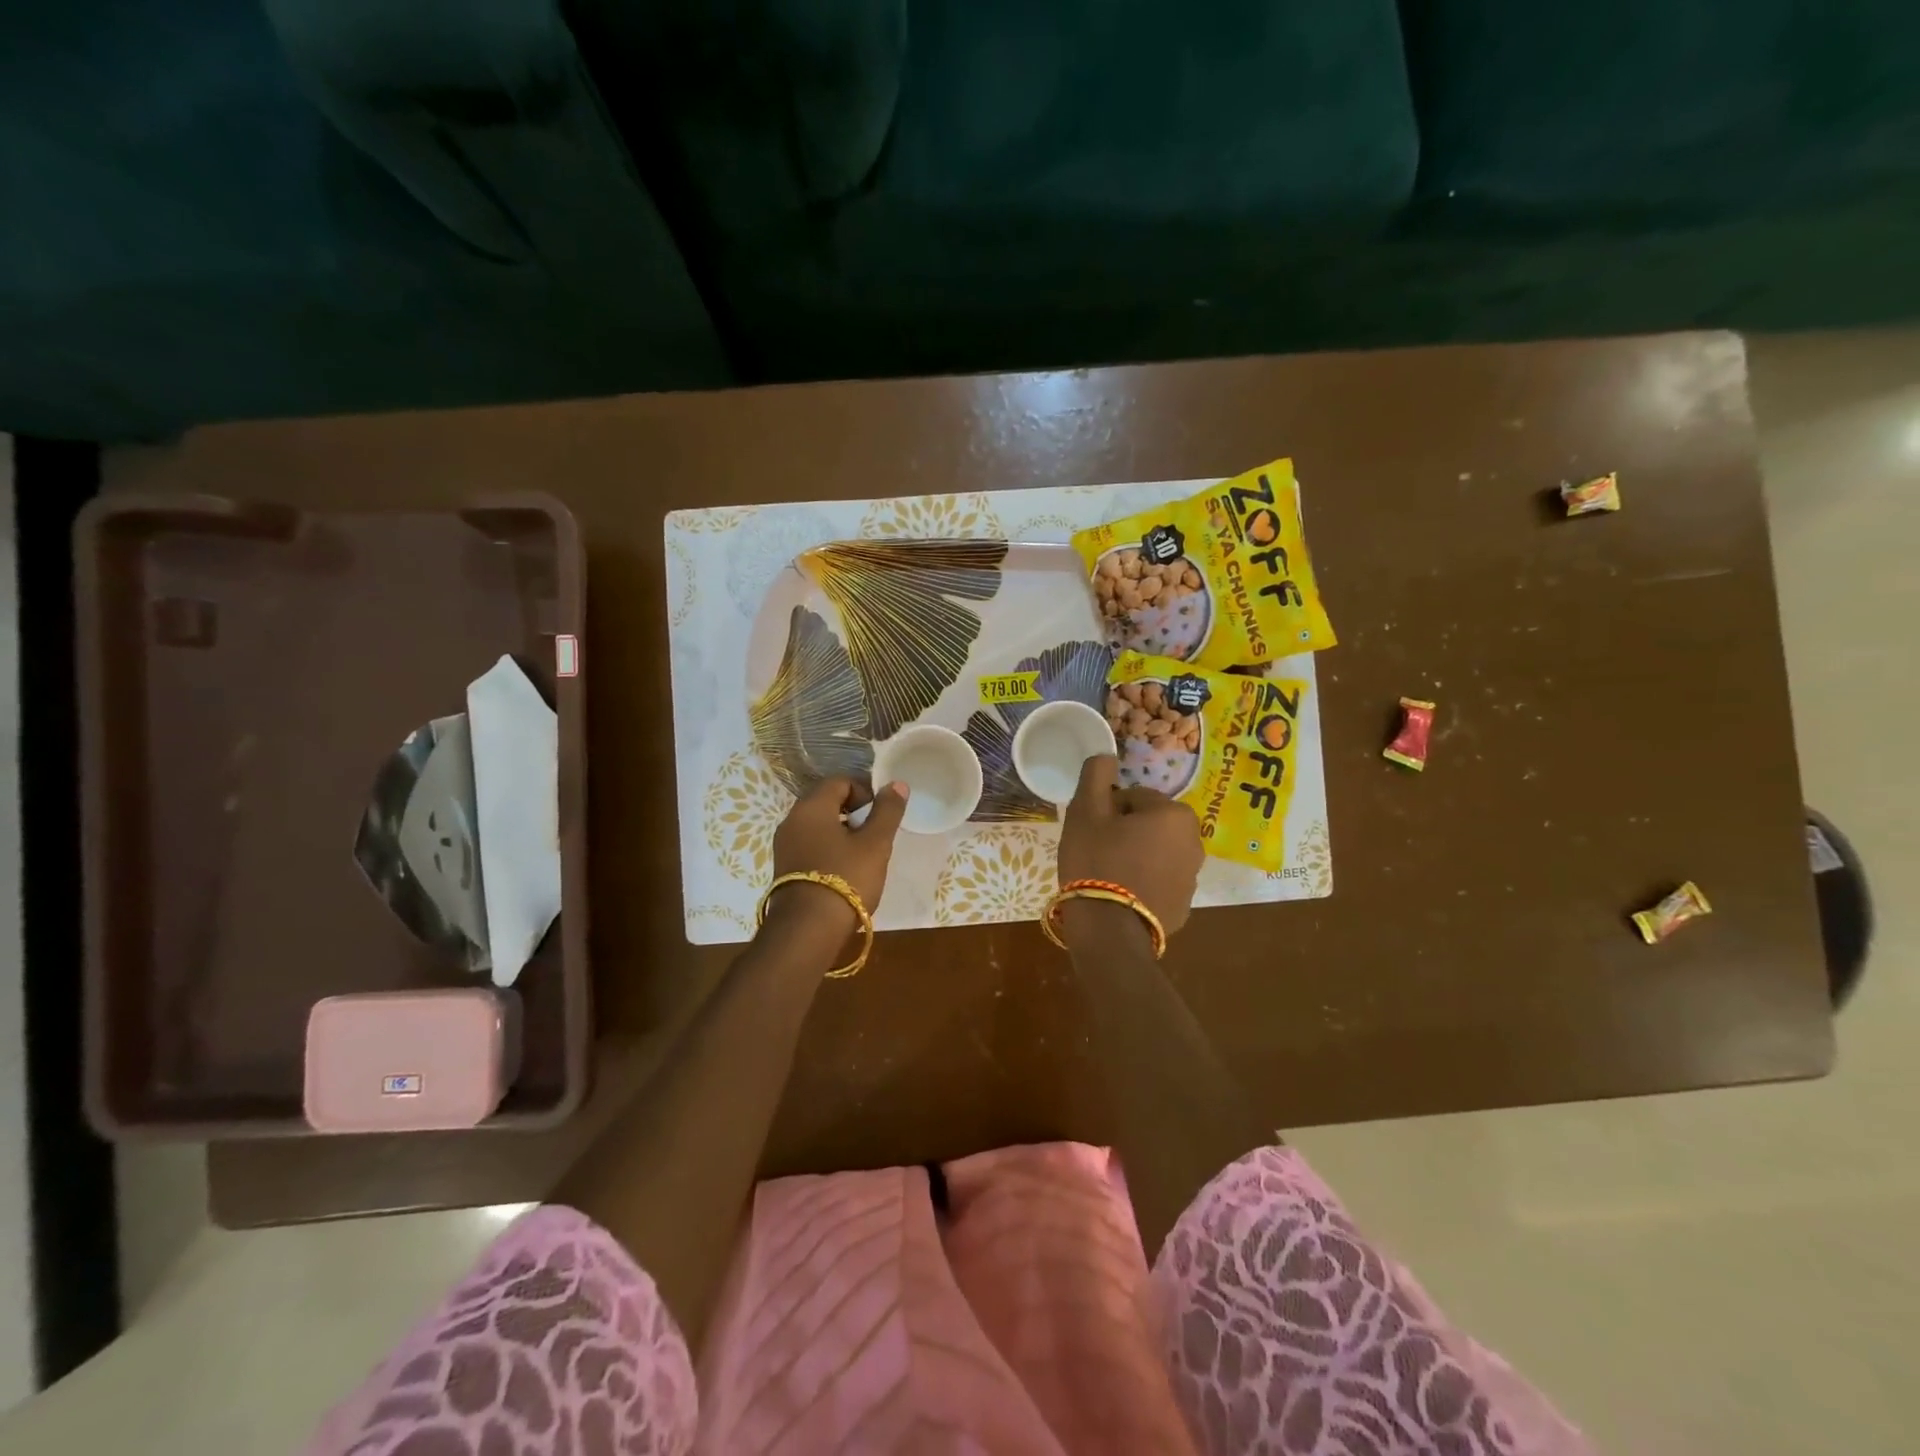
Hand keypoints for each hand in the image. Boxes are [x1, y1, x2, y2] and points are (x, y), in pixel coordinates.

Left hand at [768, 777, 908, 941]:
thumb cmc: (846, 879)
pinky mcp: (784, 868)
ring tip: (863, 857)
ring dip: (842, 833)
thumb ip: (887, 811)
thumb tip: (896, 784)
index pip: (840, 781)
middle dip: (854, 813)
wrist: (807, 932)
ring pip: (818, 825)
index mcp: (812, 807)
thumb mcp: (875, 844)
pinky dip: (828, 850)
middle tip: (875, 836)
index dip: (865, 792)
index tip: (881, 815)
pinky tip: (844, 872)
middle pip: (827, 802)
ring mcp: (784, 845)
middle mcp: (792, 820)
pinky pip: (810, 845)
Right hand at [1057, 755, 1202, 939]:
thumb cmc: (1097, 861)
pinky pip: (1161, 881)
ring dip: (1137, 855)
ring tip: (1108, 874)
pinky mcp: (1184, 906)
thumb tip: (1107, 754)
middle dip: (1127, 831)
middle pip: (1150, 823)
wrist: (1109, 930)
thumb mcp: (1086, 811)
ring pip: (1157, 852)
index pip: (1135, 797)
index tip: (1094, 829)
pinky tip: (1121, 894)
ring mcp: (1192, 877)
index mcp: (1174, 814)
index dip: (1109, 810)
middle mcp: (1194, 841)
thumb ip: (1096, 775)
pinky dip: (1145, 882)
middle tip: (1099, 849)